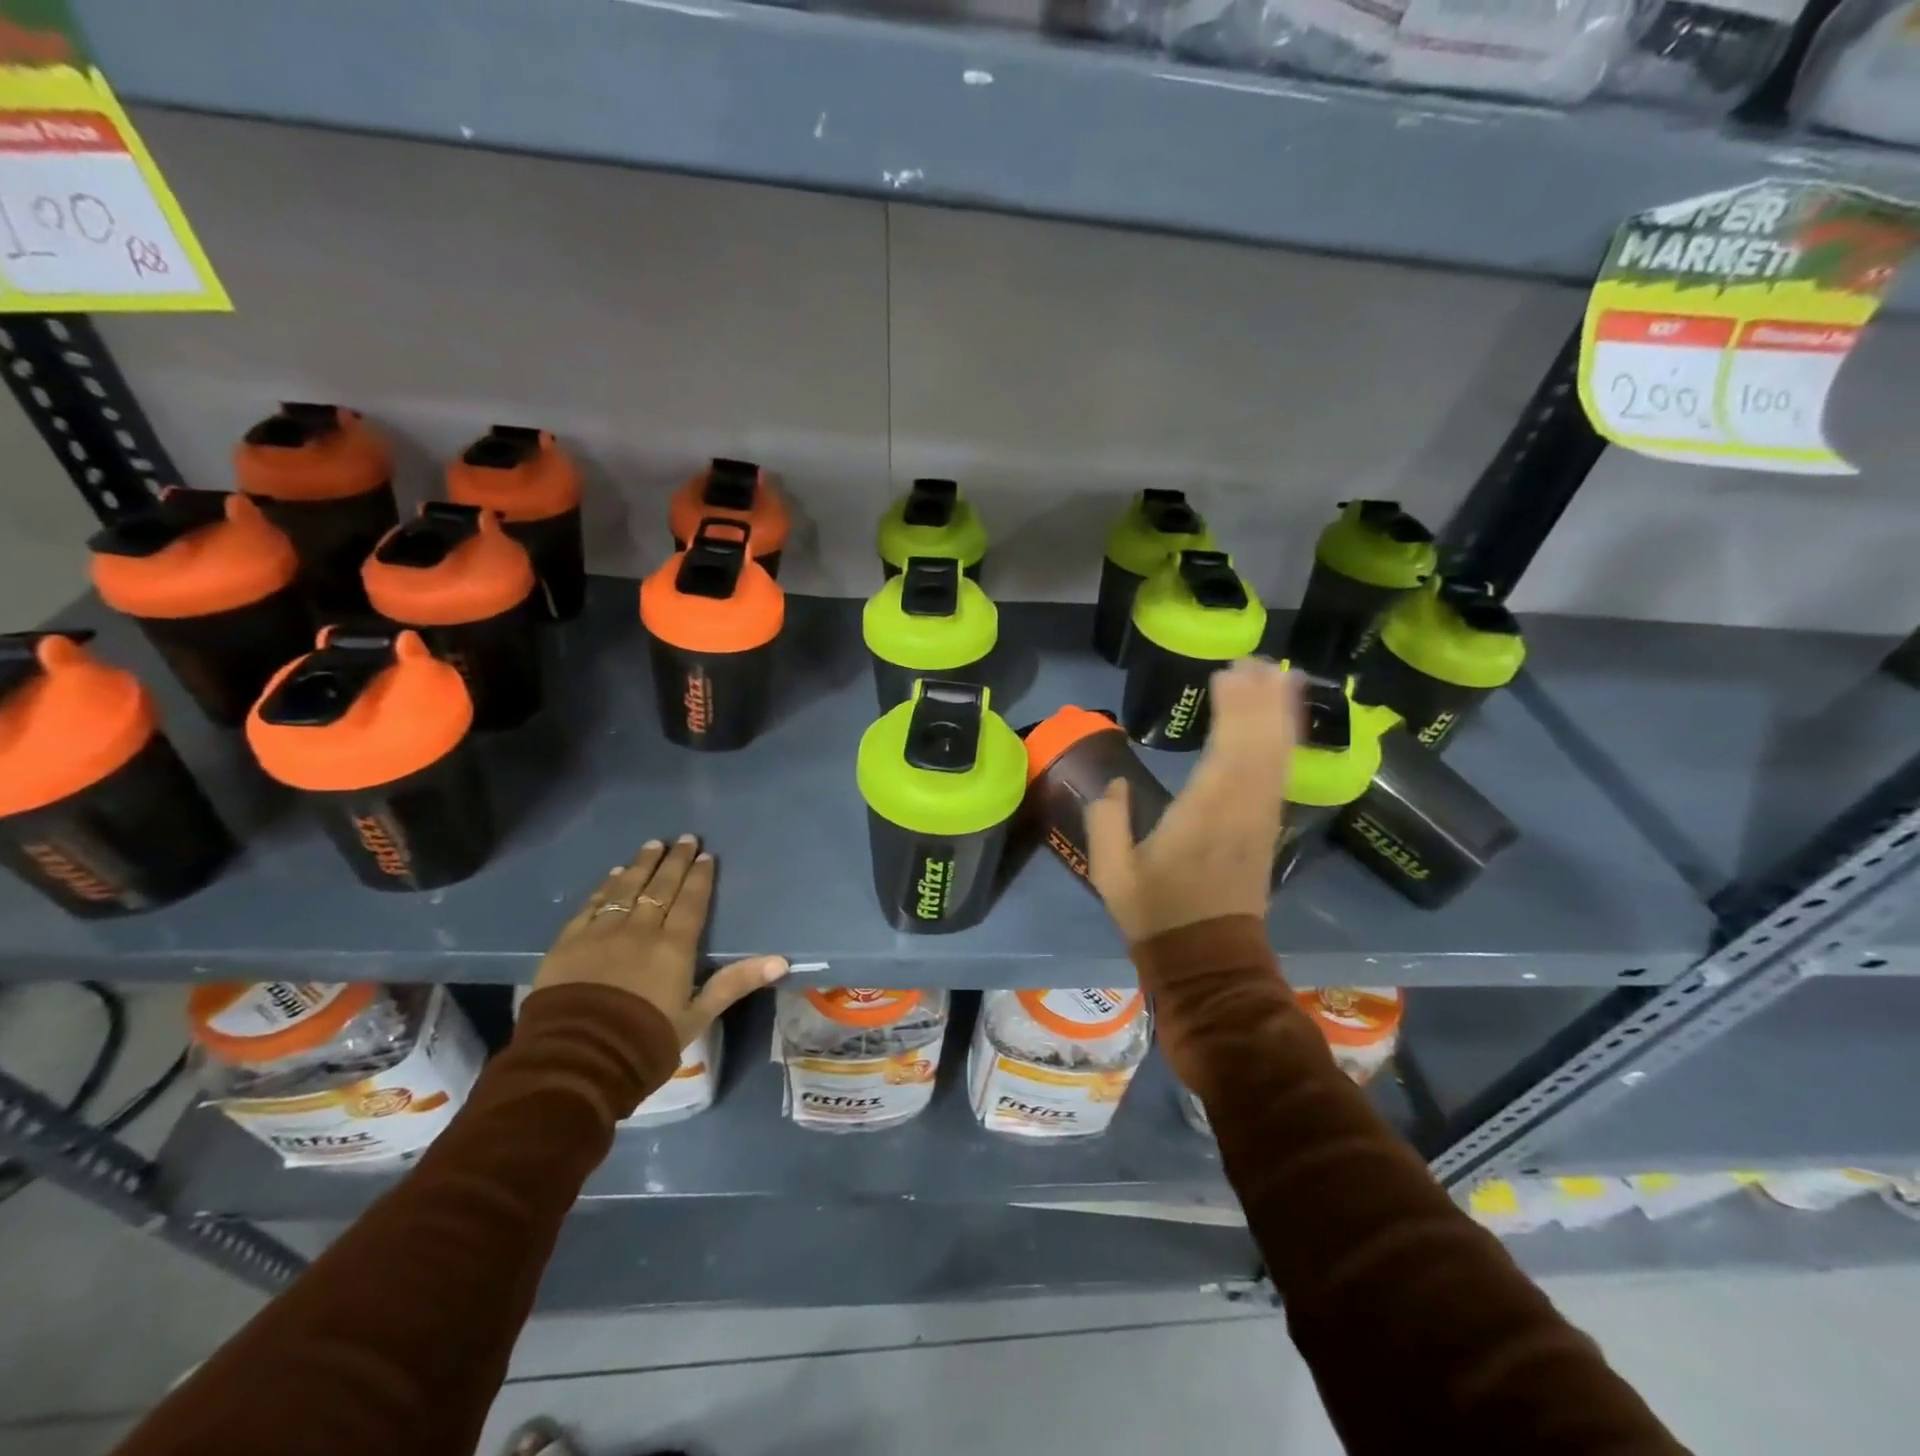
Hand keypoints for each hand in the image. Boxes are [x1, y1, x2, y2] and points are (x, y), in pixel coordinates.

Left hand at [533, 835, 787, 1047]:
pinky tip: (613, 875)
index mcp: (674, 947)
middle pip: (660, 887)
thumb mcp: (697, 1017)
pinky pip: (592, 905)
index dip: (699, 877)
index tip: (705, 855)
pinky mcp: (569, 942)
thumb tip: (781, 960)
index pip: (690, 901)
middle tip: (684, 838)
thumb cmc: (645, 1040)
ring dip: (642, 865)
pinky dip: (606, 887)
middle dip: (674, 861)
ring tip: (652, 845)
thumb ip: (734, 983)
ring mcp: (601, 932)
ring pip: (626, 888)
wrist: (577, 1059)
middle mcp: (640, 930)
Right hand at [1085, 659, 1298, 942]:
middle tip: (1253, 660)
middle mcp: (1240, 810)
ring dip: (1278, 713)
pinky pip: (1281, 775)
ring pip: (1277, 756)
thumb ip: (1107, 823)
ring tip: (1278, 674)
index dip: (1233, 710)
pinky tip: (1284, 721)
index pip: (1225, 751)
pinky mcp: (1267, 828)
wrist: (1208, 959)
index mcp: (1201, 816)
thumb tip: (1114, 785)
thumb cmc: (1157, 914)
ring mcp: (1259, 819)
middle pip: (1259, 744)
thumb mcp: (1112, 874)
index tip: (1227, 673)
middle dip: (1260, 700)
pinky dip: (1285, 742)